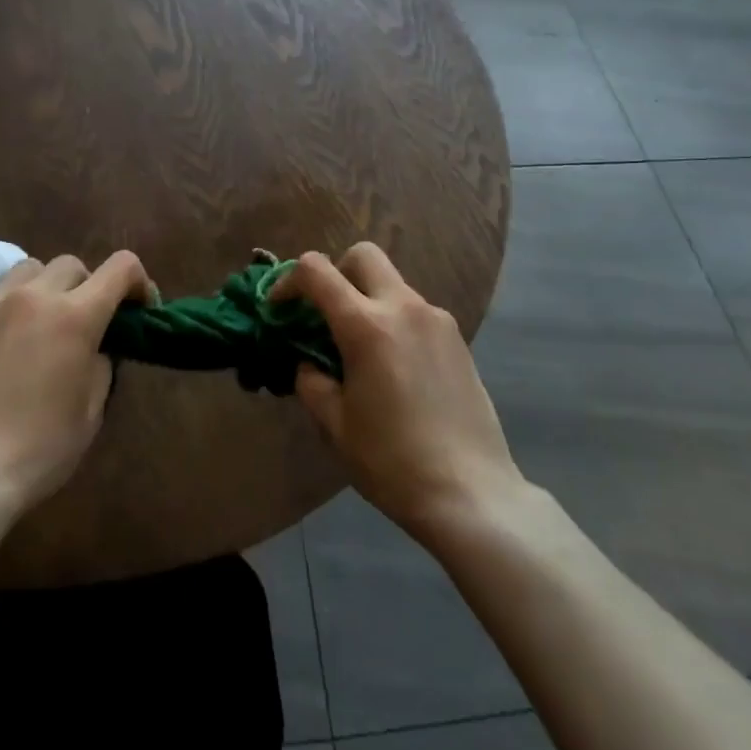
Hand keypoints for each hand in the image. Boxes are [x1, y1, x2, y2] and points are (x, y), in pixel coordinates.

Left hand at [0, 252, 148, 512]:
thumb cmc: (38, 449)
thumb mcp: (90, 411)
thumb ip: (101, 364)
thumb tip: (96, 346)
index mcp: (75, 316)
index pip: (121, 267)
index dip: (138, 281)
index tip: (138, 308)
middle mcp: (33, 297)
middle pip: (71, 265)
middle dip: (87, 286)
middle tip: (83, 322)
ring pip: (28, 270)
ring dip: (44, 288)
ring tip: (38, 324)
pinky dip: (8, 308)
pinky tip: (1, 344)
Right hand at [275, 243, 522, 541]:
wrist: (471, 494)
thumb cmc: (392, 462)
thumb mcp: (336, 426)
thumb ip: (313, 383)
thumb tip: (310, 365)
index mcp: (367, 326)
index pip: (316, 271)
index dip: (288, 281)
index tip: (279, 308)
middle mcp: (404, 308)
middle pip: (363, 255)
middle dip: (336, 272)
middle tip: (326, 313)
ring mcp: (437, 320)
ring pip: (392, 283)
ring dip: (368, 299)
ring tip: (361, 350)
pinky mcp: (458, 339)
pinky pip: (415, 311)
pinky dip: (394, 320)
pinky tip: (395, 368)